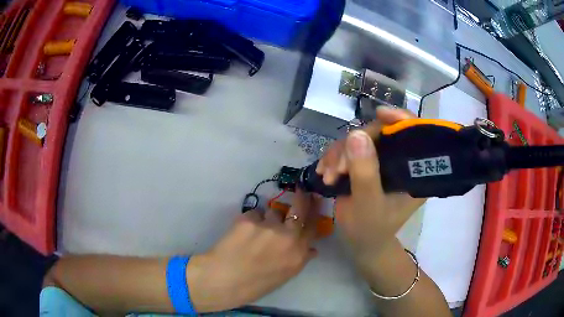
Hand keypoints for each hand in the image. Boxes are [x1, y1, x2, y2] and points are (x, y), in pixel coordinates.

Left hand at [187, 189, 320, 311]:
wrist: (223, 280)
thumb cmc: (255, 284)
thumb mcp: (284, 276)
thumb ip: (300, 259)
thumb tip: (312, 249)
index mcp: (298, 254)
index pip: (312, 226)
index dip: (313, 212)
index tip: (312, 201)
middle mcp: (288, 237)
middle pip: (300, 208)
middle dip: (301, 197)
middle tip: (300, 190)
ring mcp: (268, 226)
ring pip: (273, 211)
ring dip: (267, 218)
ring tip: (254, 232)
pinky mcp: (249, 219)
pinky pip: (253, 214)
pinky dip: (249, 221)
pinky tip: (240, 234)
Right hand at [317, 107, 425, 261]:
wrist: (361, 242)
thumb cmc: (371, 229)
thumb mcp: (369, 205)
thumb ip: (365, 173)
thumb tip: (356, 134)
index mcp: (413, 170)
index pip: (412, 133)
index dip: (399, 119)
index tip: (379, 114)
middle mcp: (400, 160)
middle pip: (380, 132)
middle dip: (354, 146)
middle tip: (337, 169)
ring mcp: (381, 160)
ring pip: (359, 139)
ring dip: (339, 155)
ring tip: (329, 176)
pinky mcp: (365, 163)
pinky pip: (348, 149)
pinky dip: (333, 158)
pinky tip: (325, 172)